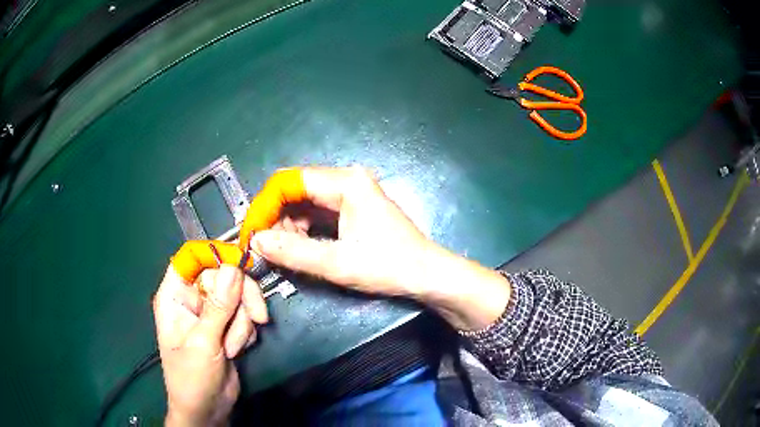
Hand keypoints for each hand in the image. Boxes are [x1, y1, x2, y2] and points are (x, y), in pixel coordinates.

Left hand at [153, 265, 267, 425]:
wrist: (208, 409)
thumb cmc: (192, 379)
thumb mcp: (203, 343)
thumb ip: (218, 307)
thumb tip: (233, 267)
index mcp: (175, 296)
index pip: (191, 258)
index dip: (214, 255)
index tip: (241, 264)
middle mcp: (192, 299)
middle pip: (223, 275)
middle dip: (241, 299)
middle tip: (258, 317)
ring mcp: (211, 313)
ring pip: (238, 296)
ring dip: (242, 323)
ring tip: (233, 348)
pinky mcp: (226, 326)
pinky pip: (245, 314)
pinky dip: (246, 331)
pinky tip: (237, 350)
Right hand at [249, 167, 510, 330]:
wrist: (427, 275)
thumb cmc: (389, 266)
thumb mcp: (337, 263)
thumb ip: (293, 252)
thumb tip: (256, 241)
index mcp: (345, 182)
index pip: (289, 182)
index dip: (265, 205)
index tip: (251, 232)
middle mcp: (346, 180)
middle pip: (295, 191)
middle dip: (276, 219)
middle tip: (267, 248)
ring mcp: (350, 192)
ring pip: (303, 203)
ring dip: (288, 227)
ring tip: (285, 253)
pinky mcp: (351, 207)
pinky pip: (316, 213)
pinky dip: (302, 230)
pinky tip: (300, 249)